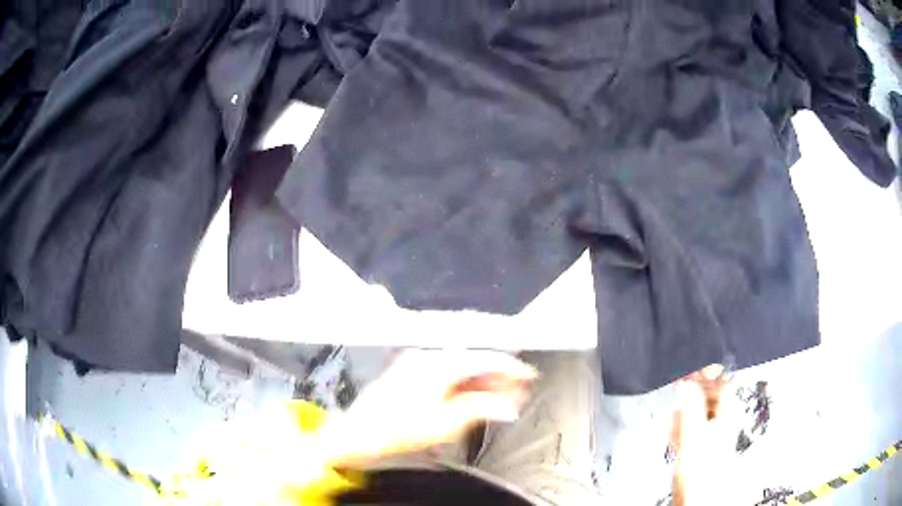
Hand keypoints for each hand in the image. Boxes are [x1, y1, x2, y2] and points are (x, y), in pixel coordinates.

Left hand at [318, 349, 537, 467]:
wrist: (359, 432)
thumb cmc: (402, 429)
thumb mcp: (447, 422)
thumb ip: (482, 408)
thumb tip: (510, 404)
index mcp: (440, 364)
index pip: (485, 358)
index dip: (511, 367)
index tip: (529, 376)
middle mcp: (429, 356)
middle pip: (472, 361)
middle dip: (497, 375)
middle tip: (519, 390)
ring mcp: (417, 363)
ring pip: (459, 367)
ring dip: (481, 380)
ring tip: (501, 395)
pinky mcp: (410, 372)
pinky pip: (445, 373)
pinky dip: (463, 383)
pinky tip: (474, 395)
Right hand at [671, 365, 739, 505]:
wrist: (697, 496)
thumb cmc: (700, 463)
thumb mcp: (693, 431)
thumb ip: (691, 404)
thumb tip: (687, 381)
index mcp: (728, 410)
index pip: (723, 381)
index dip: (707, 374)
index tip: (688, 374)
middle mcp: (724, 418)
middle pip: (711, 395)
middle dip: (693, 395)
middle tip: (678, 394)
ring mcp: (714, 433)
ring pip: (700, 412)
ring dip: (685, 412)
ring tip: (673, 420)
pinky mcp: (703, 446)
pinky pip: (694, 428)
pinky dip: (684, 426)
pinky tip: (674, 434)